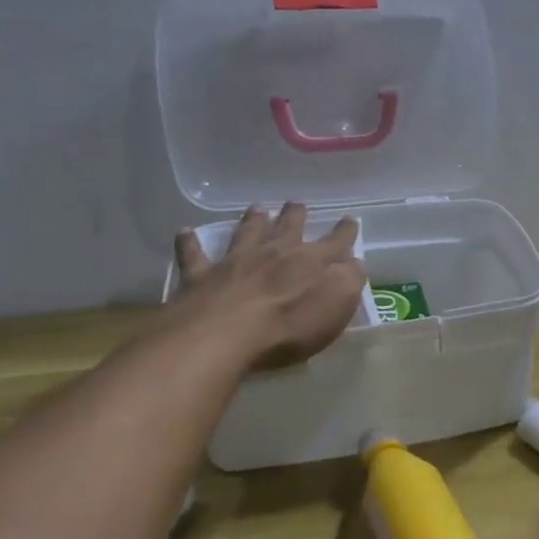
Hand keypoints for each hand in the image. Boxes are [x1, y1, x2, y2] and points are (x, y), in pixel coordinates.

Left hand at [171, 204, 366, 370]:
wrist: (224, 334)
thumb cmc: (289, 325)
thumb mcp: (336, 306)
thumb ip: (349, 281)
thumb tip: (353, 263)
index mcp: (311, 262)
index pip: (335, 242)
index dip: (345, 232)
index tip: (350, 220)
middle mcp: (274, 253)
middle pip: (288, 229)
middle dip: (295, 216)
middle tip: (297, 203)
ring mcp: (235, 262)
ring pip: (246, 233)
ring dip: (253, 220)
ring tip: (257, 208)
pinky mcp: (201, 277)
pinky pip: (194, 255)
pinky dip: (189, 243)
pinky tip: (185, 232)